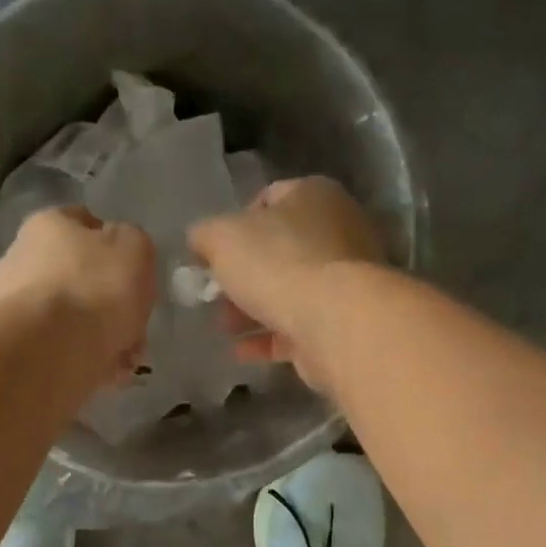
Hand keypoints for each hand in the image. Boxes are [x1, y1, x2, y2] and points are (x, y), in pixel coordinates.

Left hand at [0, 206, 157, 380]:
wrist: (52, 349)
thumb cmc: (97, 287)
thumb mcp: (135, 248)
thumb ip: (133, 243)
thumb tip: (122, 251)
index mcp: (48, 224)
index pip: (85, 223)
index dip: (114, 246)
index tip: (135, 274)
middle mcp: (22, 256)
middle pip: (77, 275)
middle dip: (108, 300)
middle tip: (135, 324)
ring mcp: (14, 304)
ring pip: (71, 316)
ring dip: (100, 334)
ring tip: (127, 358)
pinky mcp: (18, 344)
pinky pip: (62, 346)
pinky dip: (85, 357)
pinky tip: (108, 372)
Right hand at [187, 176, 386, 389]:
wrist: (336, 322)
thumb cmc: (278, 263)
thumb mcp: (221, 237)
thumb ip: (204, 236)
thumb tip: (200, 242)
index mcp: (314, 195)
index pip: (268, 199)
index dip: (234, 224)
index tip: (213, 254)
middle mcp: (338, 232)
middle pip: (279, 251)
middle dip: (242, 276)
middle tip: (214, 296)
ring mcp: (345, 280)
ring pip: (289, 291)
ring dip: (252, 310)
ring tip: (224, 327)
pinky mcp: (344, 323)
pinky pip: (299, 327)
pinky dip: (270, 338)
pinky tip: (242, 351)